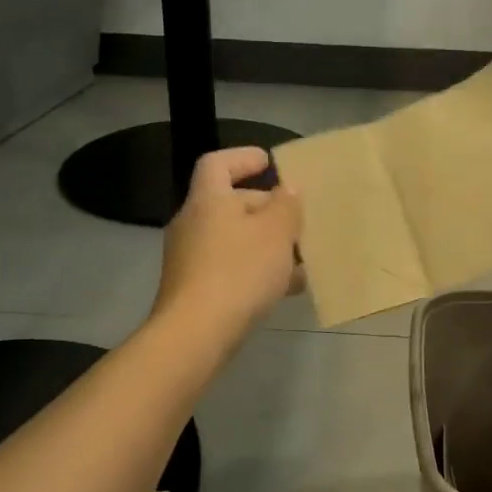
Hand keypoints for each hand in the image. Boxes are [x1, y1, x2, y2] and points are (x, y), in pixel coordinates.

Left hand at [153, 147, 303, 341]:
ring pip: (234, 240)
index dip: (242, 158)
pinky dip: (256, 271)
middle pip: (230, 203)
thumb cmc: (239, 271)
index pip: (217, 164)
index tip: (268, 162)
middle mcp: (192, 223)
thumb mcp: (276, 233)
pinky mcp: (193, 289)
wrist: (196, 334)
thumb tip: (287, 189)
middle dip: (266, 208)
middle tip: (298, 219)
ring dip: (266, 244)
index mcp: (208, 200)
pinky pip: (230, 268)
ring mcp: (189, 259)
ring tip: (301, 258)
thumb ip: (286, 206)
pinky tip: (286, 289)